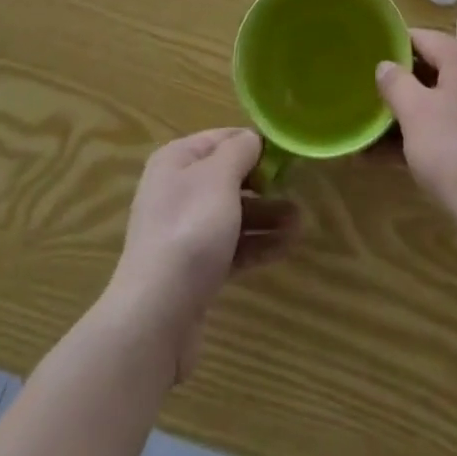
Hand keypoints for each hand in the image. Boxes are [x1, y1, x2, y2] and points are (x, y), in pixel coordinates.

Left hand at [105, 128, 298, 380]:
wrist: (156, 316)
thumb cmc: (190, 230)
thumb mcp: (219, 178)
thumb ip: (240, 151)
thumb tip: (252, 139)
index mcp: (177, 160)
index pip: (221, 139)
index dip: (253, 143)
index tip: (285, 154)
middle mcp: (177, 191)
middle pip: (228, 178)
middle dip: (264, 185)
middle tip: (297, 189)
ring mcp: (184, 232)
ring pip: (232, 214)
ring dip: (266, 216)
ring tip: (300, 223)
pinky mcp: (194, 269)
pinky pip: (230, 247)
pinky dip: (256, 244)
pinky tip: (286, 247)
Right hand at [375, 29, 456, 248]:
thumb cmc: (453, 150)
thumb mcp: (414, 111)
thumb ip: (395, 82)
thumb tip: (385, 65)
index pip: (422, 37)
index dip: (393, 45)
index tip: (366, 58)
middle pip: (432, 70)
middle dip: (399, 84)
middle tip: (367, 94)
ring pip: (439, 103)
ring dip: (407, 115)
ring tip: (372, 131)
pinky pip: (450, 128)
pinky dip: (425, 135)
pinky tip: (392, 157)